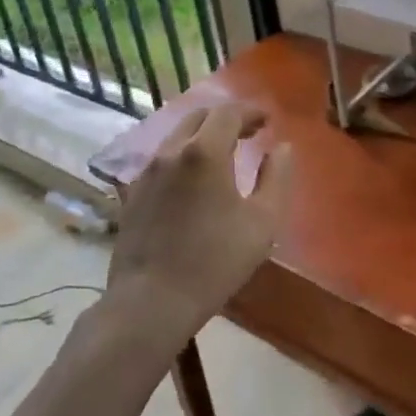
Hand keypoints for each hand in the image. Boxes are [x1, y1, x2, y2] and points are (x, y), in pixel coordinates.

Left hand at [109, 102, 293, 345]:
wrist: (151, 302)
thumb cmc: (215, 262)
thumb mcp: (262, 223)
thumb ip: (276, 178)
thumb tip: (282, 148)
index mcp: (204, 152)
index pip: (228, 113)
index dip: (251, 112)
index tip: (268, 121)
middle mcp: (171, 152)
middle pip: (199, 116)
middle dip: (226, 118)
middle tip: (249, 132)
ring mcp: (146, 172)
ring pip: (177, 136)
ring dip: (203, 135)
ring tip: (224, 153)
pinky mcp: (132, 194)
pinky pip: (162, 159)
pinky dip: (184, 155)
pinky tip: (195, 180)